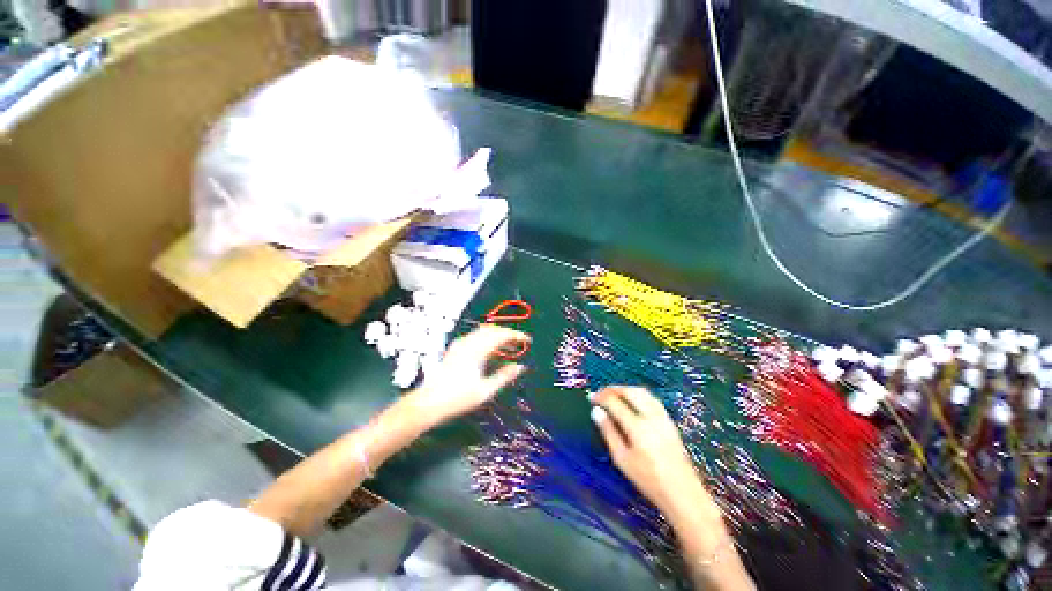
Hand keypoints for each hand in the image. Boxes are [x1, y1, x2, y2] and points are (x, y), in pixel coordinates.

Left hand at [409, 325, 529, 425]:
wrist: (429, 402)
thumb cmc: (458, 398)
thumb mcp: (485, 391)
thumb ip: (504, 376)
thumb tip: (521, 367)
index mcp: (477, 350)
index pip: (502, 335)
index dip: (516, 335)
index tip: (528, 340)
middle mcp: (469, 342)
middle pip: (493, 329)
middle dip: (508, 334)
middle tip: (520, 343)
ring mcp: (460, 344)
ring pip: (484, 332)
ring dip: (498, 336)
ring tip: (509, 348)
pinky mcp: (455, 348)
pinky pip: (476, 337)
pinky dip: (488, 340)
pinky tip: (492, 352)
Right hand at [590, 386, 712, 518]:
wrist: (683, 493)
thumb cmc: (648, 480)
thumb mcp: (622, 459)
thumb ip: (608, 432)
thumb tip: (596, 412)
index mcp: (637, 427)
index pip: (615, 402)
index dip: (601, 397)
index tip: (591, 398)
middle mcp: (651, 416)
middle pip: (630, 391)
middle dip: (613, 389)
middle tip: (601, 394)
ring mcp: (663, 417)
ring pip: (642, 392)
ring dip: (626, 389)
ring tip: (614, 395)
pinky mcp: (670, 421)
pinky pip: (652, 399)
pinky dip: (638, 394)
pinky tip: (632, 401)